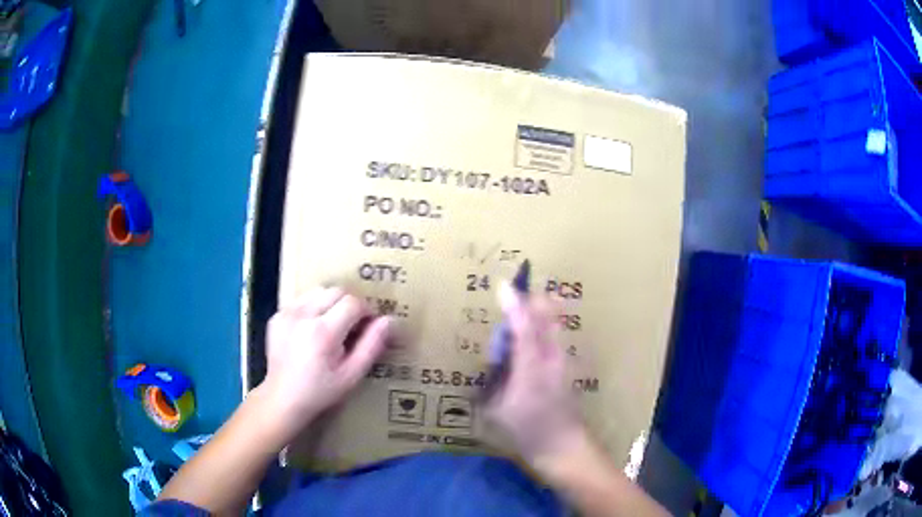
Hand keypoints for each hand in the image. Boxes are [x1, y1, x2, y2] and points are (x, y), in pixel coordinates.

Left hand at [260, 287, 390, 437]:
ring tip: (332, 326)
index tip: (368, 327)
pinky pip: (302, 300)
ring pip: (318, 291)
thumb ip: (372, 345)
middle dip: (349, 304)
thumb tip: (389, 320)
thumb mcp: (352, 375)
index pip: (353, 302)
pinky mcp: (277, 316)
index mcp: (323, 331)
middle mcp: (303, 315)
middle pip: (336, 291)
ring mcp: (287, 313)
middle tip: (352, 327)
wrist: (283, 398)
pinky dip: (313, 307)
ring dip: (331, 303)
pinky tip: (312, 329)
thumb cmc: (321, 391)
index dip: (366, 311)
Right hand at [485, 284, 586, 463]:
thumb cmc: (527, 430)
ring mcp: (561, 363)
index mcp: (531, 365)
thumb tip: (488, 369)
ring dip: (538, 312)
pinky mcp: (566, 370)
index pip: (523, 325)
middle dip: (530, 301)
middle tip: (511, 299)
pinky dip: (542, 328)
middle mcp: (550, 358)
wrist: (564, 447)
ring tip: (520, 313)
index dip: (513, 304)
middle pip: (546, 316)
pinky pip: (553, 338)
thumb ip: (490, 385)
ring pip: (552, 325)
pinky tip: (528, 340)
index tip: (503, 285)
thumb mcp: (498, 409)